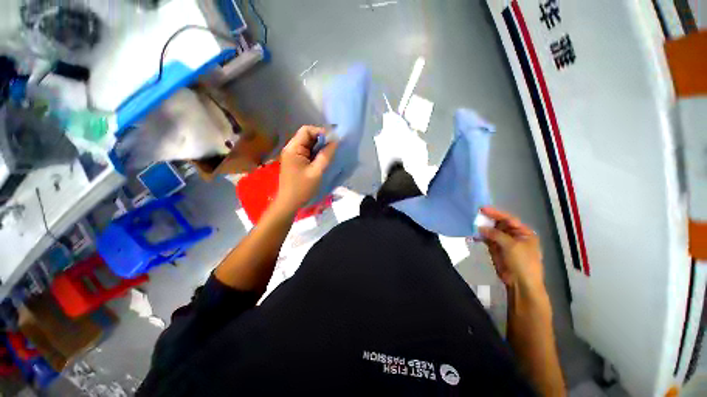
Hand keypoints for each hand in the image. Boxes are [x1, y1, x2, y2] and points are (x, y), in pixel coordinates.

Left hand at [276, 126, 336, 213]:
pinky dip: (315, 153)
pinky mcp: (295, 161)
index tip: (333, 141)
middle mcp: (291, 148)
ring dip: (319, 147)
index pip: (307, 130)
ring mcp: (292, 155)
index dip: (321, 132)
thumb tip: (335, 141)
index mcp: (293, 148)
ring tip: (329, 155)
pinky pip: (307, 152)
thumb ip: (326, 155)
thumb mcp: (317, 171)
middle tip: (333, 149)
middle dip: (321, 140)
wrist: (289, 203)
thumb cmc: (302, 188)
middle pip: (307, 136)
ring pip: (308, 144)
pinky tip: (322, 160)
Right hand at [478, 207, 544, 292]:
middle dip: (487, 220)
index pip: (509, 219)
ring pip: (491, 231)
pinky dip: (479, 237)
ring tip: (471, 223)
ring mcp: (503, 242)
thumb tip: (480, 227)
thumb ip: (496, 234)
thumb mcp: (511, 246)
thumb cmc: (523, 262)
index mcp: (523, 232)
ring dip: (482, 228)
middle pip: (499, 224)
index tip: (482, 208)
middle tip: (475, 214)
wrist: (520, 283)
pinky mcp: (495, 249)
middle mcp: (513, 235)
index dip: (496, 213)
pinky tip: (472, 235)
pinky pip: (486, 239)